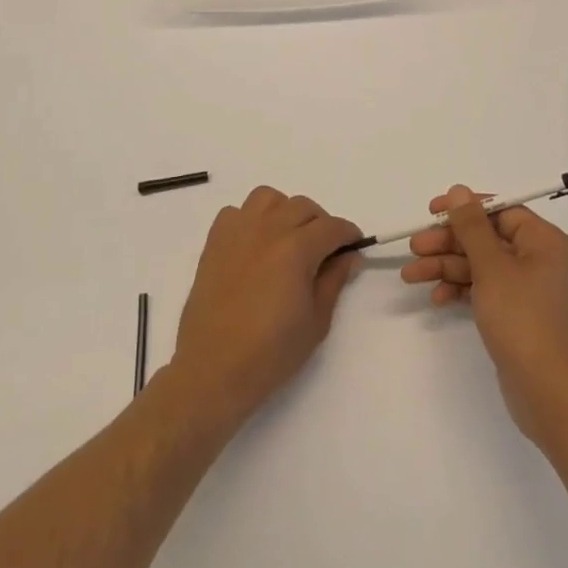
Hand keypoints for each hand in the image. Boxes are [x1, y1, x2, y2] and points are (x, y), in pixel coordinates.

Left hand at [171, 186, 363, 426]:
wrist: (213, 369)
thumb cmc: (271, 353)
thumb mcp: (316, 322)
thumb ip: (334, 281)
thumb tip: (349, 256)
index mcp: (296, 249)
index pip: (332, 227)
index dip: (348, 234)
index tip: (354, 247)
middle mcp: (267, 230)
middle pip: (303, 206)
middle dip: (320, 223)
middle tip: (324, 250)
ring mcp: (237, 232)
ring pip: (268, 198)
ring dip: (284, 211)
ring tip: (288, 239)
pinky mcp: (214, 242)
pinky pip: (236, 212)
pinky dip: (250, 220)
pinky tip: (255, 245)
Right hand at [403, 184, 567, 449]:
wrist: (549, 393)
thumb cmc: (523, 320)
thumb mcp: (492, 267)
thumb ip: (471, 226)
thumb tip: (458, 190)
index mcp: (542, 241)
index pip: (500, 210)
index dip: (464, 209)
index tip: (431, 212)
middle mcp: (537, 259)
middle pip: (485, 238)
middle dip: (448, 242)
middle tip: (414, 248)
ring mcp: (526, 288)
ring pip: (479, 265)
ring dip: (446, 267)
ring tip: (411, 275)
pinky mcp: (515, 314)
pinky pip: (482, 289)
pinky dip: (459, 290)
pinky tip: (436, 299)